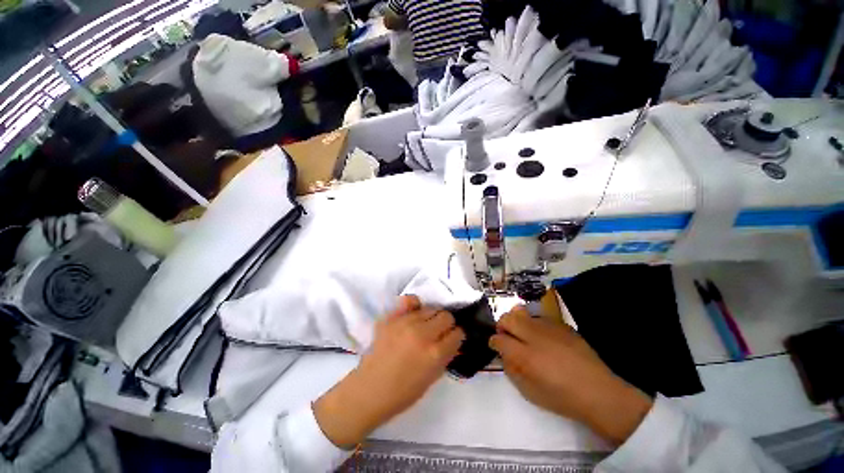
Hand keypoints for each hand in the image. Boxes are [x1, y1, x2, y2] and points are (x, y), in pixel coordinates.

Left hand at [314, 296, 464, 447]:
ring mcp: (405, 323)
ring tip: (425, 326)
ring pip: (431, 308)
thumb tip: (453, 340)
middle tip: (439, 333)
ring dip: (432, 317)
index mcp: (435, 354)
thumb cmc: (403, 392)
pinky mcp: (391, 317)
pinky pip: (410, 300)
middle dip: (447, 325)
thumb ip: (446, 355)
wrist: (370, 389)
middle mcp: (422, 334)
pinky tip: (414, 314)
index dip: (456, 337)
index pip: (457, 333)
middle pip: (446, 316)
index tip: (452, 339)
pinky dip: (415, 306)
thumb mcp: (433, 378)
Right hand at [490, 306, 652, 444]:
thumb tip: (503, 353)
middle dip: (501, 325)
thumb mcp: (529, 391)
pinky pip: (539, 317)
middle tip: (506, 335)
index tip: (495, 346)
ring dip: (517, 322)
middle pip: (507, 318)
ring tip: (524, 334)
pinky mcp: (561, 325)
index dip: (494, 342)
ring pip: (521, 312)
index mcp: (525, 356)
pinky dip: (534, 324)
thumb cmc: (561, 397)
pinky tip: (543, 338)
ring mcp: (549, 328)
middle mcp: (534, 337)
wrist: (599, 392)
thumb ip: (511, 369)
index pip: (499, 339)